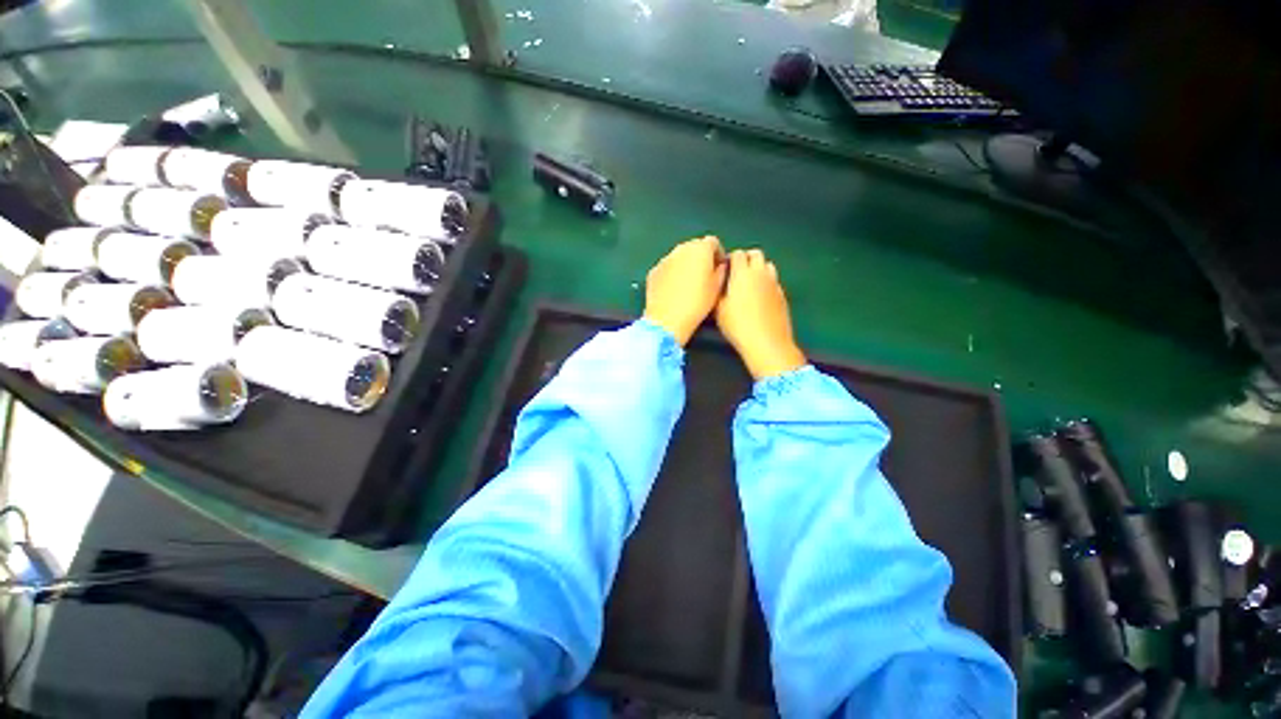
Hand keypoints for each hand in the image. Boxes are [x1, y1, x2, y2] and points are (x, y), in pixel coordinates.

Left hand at [643, 236, 726, 345]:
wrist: (667, 319)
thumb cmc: (697, 303)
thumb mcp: (717, 288)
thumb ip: (721, 271)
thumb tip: (719, 266)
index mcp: (700, 249)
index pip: (713, 242)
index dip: (718, 254)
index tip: (719, 267)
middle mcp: (681, 249)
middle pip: (694, 247)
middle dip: (701, 258)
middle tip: (705, 275)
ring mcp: (664, 259)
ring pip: (679, 257)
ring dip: (686, 265)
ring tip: (689, 285)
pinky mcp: (653, 271)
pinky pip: (667, 268)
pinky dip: (672, 274)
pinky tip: (674, 291)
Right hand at [715, 249, 806, 379]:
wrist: (767, 343)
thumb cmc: (737, 326)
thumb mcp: (718, 310)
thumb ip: (718, 291)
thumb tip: (719, 282)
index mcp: (742, 274)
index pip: (737, 254)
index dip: (729, 259)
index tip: (723, 270)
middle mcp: (760, 273)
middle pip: (755, 254)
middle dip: (746, 259)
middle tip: (736, 274)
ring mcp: (774, 283)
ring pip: (767, 265)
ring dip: (758, 269)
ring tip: (749, 284)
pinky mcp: (783, 294)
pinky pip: (774, 281)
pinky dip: (767, 283)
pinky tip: (760, 298)